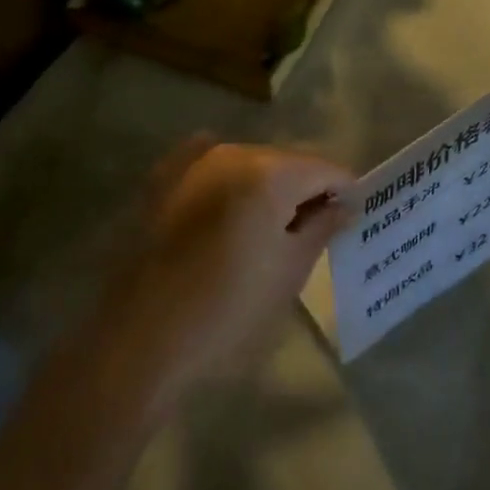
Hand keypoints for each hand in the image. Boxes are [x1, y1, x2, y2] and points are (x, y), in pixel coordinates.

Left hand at [108, 140, 351, 402]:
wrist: (139, 338)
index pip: (325, 168)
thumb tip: (346, 203)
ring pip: (249, 164)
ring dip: (267, 188)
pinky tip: (230, 211)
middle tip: (313, 231)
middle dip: (305, 189)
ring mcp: (192, 160)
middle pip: (287, 161)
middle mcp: (231, 151)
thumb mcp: (289, 272)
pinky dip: (229, 183)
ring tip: (270, 230)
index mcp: (269, 172)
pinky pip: (211, 167)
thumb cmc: (227, 311)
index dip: (344, 191)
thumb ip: (323, 227)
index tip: (350, 219)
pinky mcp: (164, 177)